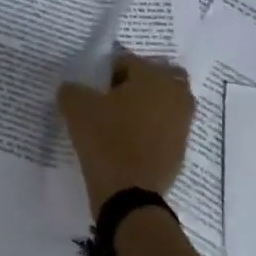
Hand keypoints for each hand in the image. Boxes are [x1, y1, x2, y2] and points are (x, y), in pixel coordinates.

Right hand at [58, 52, 195, 213]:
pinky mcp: (182, 148)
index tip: (93, 91)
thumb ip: (72, 90)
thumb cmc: (106, 140)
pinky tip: (129, 142)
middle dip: (137, 83)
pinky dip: (152, 129)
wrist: (130, 194)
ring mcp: (183, 122)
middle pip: (156, 77)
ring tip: (121, 122)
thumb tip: (73, 89)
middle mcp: (175, 94)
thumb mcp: (77, 109)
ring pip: (165, 102)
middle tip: (113, 99)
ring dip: (147, 106)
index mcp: (153, 76)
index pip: (127, 61)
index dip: (106, 73)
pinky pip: (166, 127)